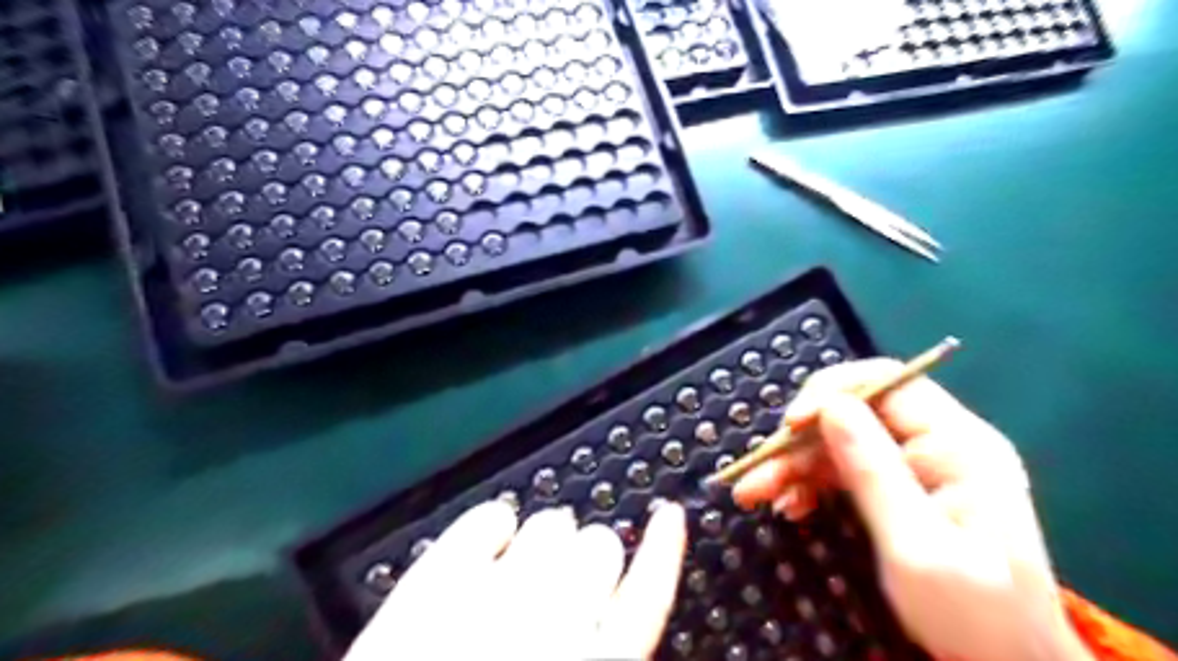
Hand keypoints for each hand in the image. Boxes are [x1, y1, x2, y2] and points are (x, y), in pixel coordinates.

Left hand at [345, 499, 686, 656]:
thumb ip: (608, 648)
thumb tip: (614, 616)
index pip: (649, 593)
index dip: (664, 548)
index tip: (669, 514)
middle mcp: (554, 623)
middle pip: (599, 548)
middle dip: (588, 560)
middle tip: (563, 585)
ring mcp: (493, 595)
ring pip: (550, 525)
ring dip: (546, 541)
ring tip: (523, 571)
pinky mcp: (437, 580)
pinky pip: (486, 519)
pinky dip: (494, 521)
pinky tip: (492, 538)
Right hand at [734, 358, 1089, 660]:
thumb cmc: (973, 614)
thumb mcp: (917, 545)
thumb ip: (874, 471)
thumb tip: (831, 405)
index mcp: (958, 444)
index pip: (886, 383)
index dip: (830, 392)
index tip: (789, 425)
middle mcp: (934, 443)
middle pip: (851, 414)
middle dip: (798, 442)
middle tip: (757, 474)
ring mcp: (912, 464)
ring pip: (836, 442)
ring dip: (792, 465)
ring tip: (754, 494)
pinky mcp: (893, 486)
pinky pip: (839, 469)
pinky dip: (806, 483)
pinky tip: (788, 505)